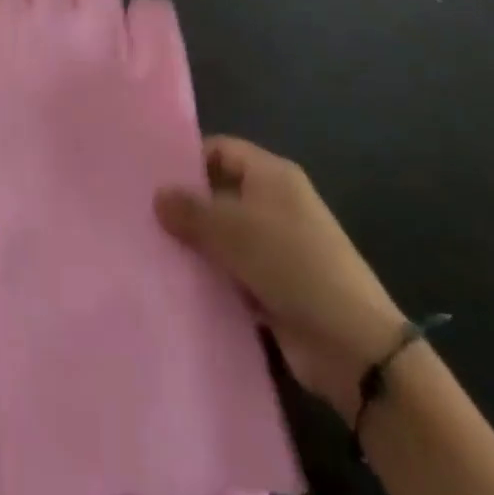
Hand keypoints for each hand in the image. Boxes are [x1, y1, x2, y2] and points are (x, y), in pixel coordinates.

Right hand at [156, 137, 405, 416]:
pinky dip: (211, 277)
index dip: (188, 160)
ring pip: (224, 236)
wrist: (351, 344)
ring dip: (196, 246)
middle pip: (220, 193)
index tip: (150, 177)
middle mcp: (274, 204)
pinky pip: (232, 272)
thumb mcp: (233, 230)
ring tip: (149, 250)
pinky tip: (177, 284)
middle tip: (141, 215)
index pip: (221, 150)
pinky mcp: (273, 286)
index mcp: (272, 175)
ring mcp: (276, 247)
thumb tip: (157, 195)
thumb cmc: (291, 264)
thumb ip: (191, 210)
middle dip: (186, 205)